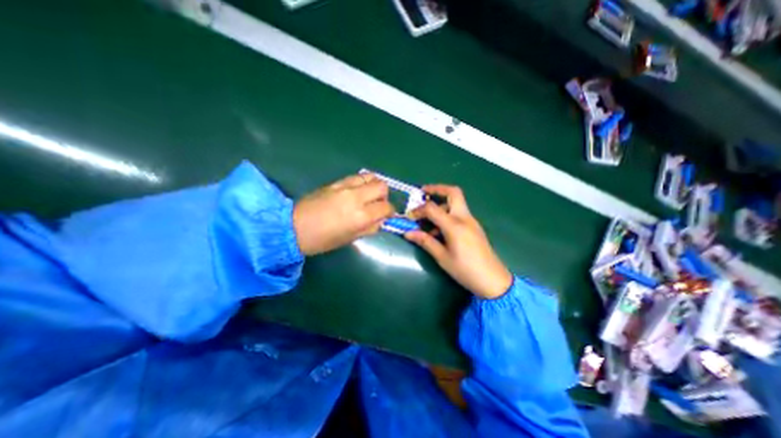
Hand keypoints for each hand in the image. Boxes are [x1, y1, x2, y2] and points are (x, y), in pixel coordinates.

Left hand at [292, 173, 393, 256]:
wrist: (294, 227)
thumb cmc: (322, 240)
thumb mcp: (350, 238)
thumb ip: (369, 228)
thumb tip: (380, 221)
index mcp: (361, 216)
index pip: (386, 207)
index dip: (389, 212)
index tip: (386, 216)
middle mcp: (356, 197)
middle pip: (382, 186)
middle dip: (384, 196)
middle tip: (377, 205)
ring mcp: (345, 186)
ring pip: (371, 177)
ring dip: (374, 186)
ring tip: (368, 196)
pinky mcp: (336, 182)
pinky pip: (357, 177)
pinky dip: (362, 183)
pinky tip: (357, 192)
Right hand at [409, 185, 512, 300]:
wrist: (493, 280)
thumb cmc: (465, 270)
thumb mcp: (442, 257)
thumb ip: (425, 241)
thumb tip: (407, 233)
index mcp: (454, 225)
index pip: (432, 208)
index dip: (418, 210)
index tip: (409, 217)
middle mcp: (464, 218)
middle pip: (453, 192)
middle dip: (437, 189)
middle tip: (422, 194)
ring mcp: (471, 221)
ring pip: (456, 202)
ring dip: (441, 204)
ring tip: (428, 220)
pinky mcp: (474, 227)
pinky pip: (459, 213)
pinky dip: (447, 214)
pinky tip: (440, 230)